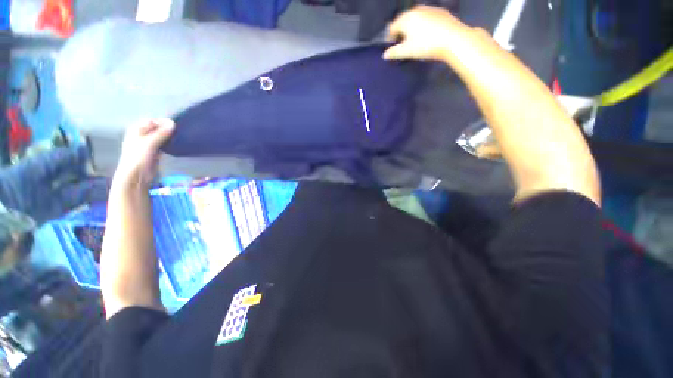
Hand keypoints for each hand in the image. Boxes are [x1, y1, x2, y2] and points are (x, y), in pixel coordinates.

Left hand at [114, 119, 174, 186]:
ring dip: (170, 137)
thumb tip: (173, 122)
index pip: (153, 121)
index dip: (164, 123)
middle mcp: (142, 135)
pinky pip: (164, 144)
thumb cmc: (139, 157)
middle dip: (168, 130)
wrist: (136, 176)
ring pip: (162, 137)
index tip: (175, 127)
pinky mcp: (155, 151)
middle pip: (158, 128)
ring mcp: (149, 143)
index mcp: (137, 129)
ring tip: (179, 139)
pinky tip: (176, 146)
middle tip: (179, 133)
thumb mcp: (150, 143)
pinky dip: (170, 144)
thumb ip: (161, 133)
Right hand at [383, 6, 474, 61]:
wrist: (453, 39)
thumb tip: (384, 55)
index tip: (393, 47)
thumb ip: (394, 52)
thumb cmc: (426, 45)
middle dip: (401, 31)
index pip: (392, 27)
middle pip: (403, 20)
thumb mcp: (408, 51)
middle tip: (404, 44)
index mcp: (406, 18)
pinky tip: (427, 34)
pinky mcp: (440, 12)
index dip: (390, 38)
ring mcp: (429, 9)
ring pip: (415, 18)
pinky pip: (426, 17)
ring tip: (415, 39)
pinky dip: (423, 24)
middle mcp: (416, 10)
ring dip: (412, 27)